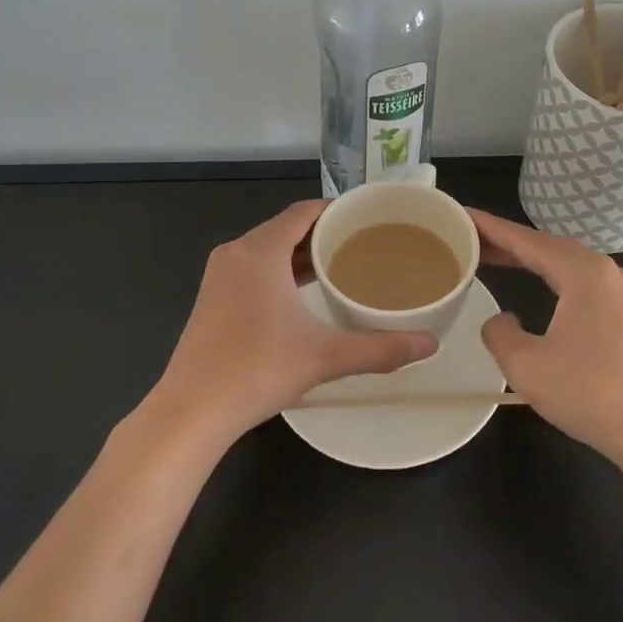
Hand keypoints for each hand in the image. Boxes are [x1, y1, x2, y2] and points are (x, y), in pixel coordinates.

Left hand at [149, 200, 436, 449]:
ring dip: (301, 253)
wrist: (191, 411)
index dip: (337, 210)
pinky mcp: (212, 297)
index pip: (304, 211)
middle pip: (287, 227)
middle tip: (365, 243)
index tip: (370, 218)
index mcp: (260, 250)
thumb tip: (430, 345)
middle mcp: (237, 252)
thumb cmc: (257, 370)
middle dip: (324, 233)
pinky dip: (280, 270)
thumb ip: (380, 349)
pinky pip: (253, 267)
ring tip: (342, 265)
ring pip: (268, 248)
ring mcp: (220, 275)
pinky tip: (304, 293)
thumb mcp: (325, 357)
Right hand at [470, 208, 622, 468]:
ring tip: (492, 256)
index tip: (460, 215)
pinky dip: (549, 274)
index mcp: (583, 272)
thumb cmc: (590, 394)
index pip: (526, 240)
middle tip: (468, 237)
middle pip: (546, 245)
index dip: (490, 227)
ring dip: (528, 257)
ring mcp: (620, 291)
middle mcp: (605, 271)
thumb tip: (501, 320)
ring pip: (564, 261)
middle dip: (507, 240)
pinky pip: (579, 279)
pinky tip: (535, 282)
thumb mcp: (526, 366)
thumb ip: (500, 334)